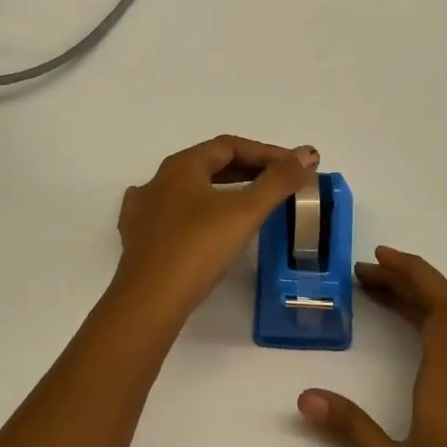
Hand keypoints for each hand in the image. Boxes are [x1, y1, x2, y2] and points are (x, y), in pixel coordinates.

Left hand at [115, 135, 318, 322]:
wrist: (150, 299)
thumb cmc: (199, 247)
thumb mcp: (245, 211)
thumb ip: (279, 180)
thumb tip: (308, 153)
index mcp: (182, 166)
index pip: (229, 146)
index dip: (266, 153)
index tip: (294, 167)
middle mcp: (158, 180)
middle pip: (208, 164)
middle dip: (246, 170)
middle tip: (277, 183)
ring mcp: (143, 210)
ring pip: (188, 189)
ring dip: (219, 190)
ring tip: (244, 202)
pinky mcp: (138, 239)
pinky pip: (169, 214)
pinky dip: (192, 212)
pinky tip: (195, 220)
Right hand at [298, 247, 446, 446]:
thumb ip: (350, 428)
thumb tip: (306, 397)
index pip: (441, 304)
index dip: (414, 272)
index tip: (378, 259)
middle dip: (406, 281)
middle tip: (364, 276)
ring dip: (420, 301)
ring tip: (381, 298)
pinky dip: (433, 325)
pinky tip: (413, 340)